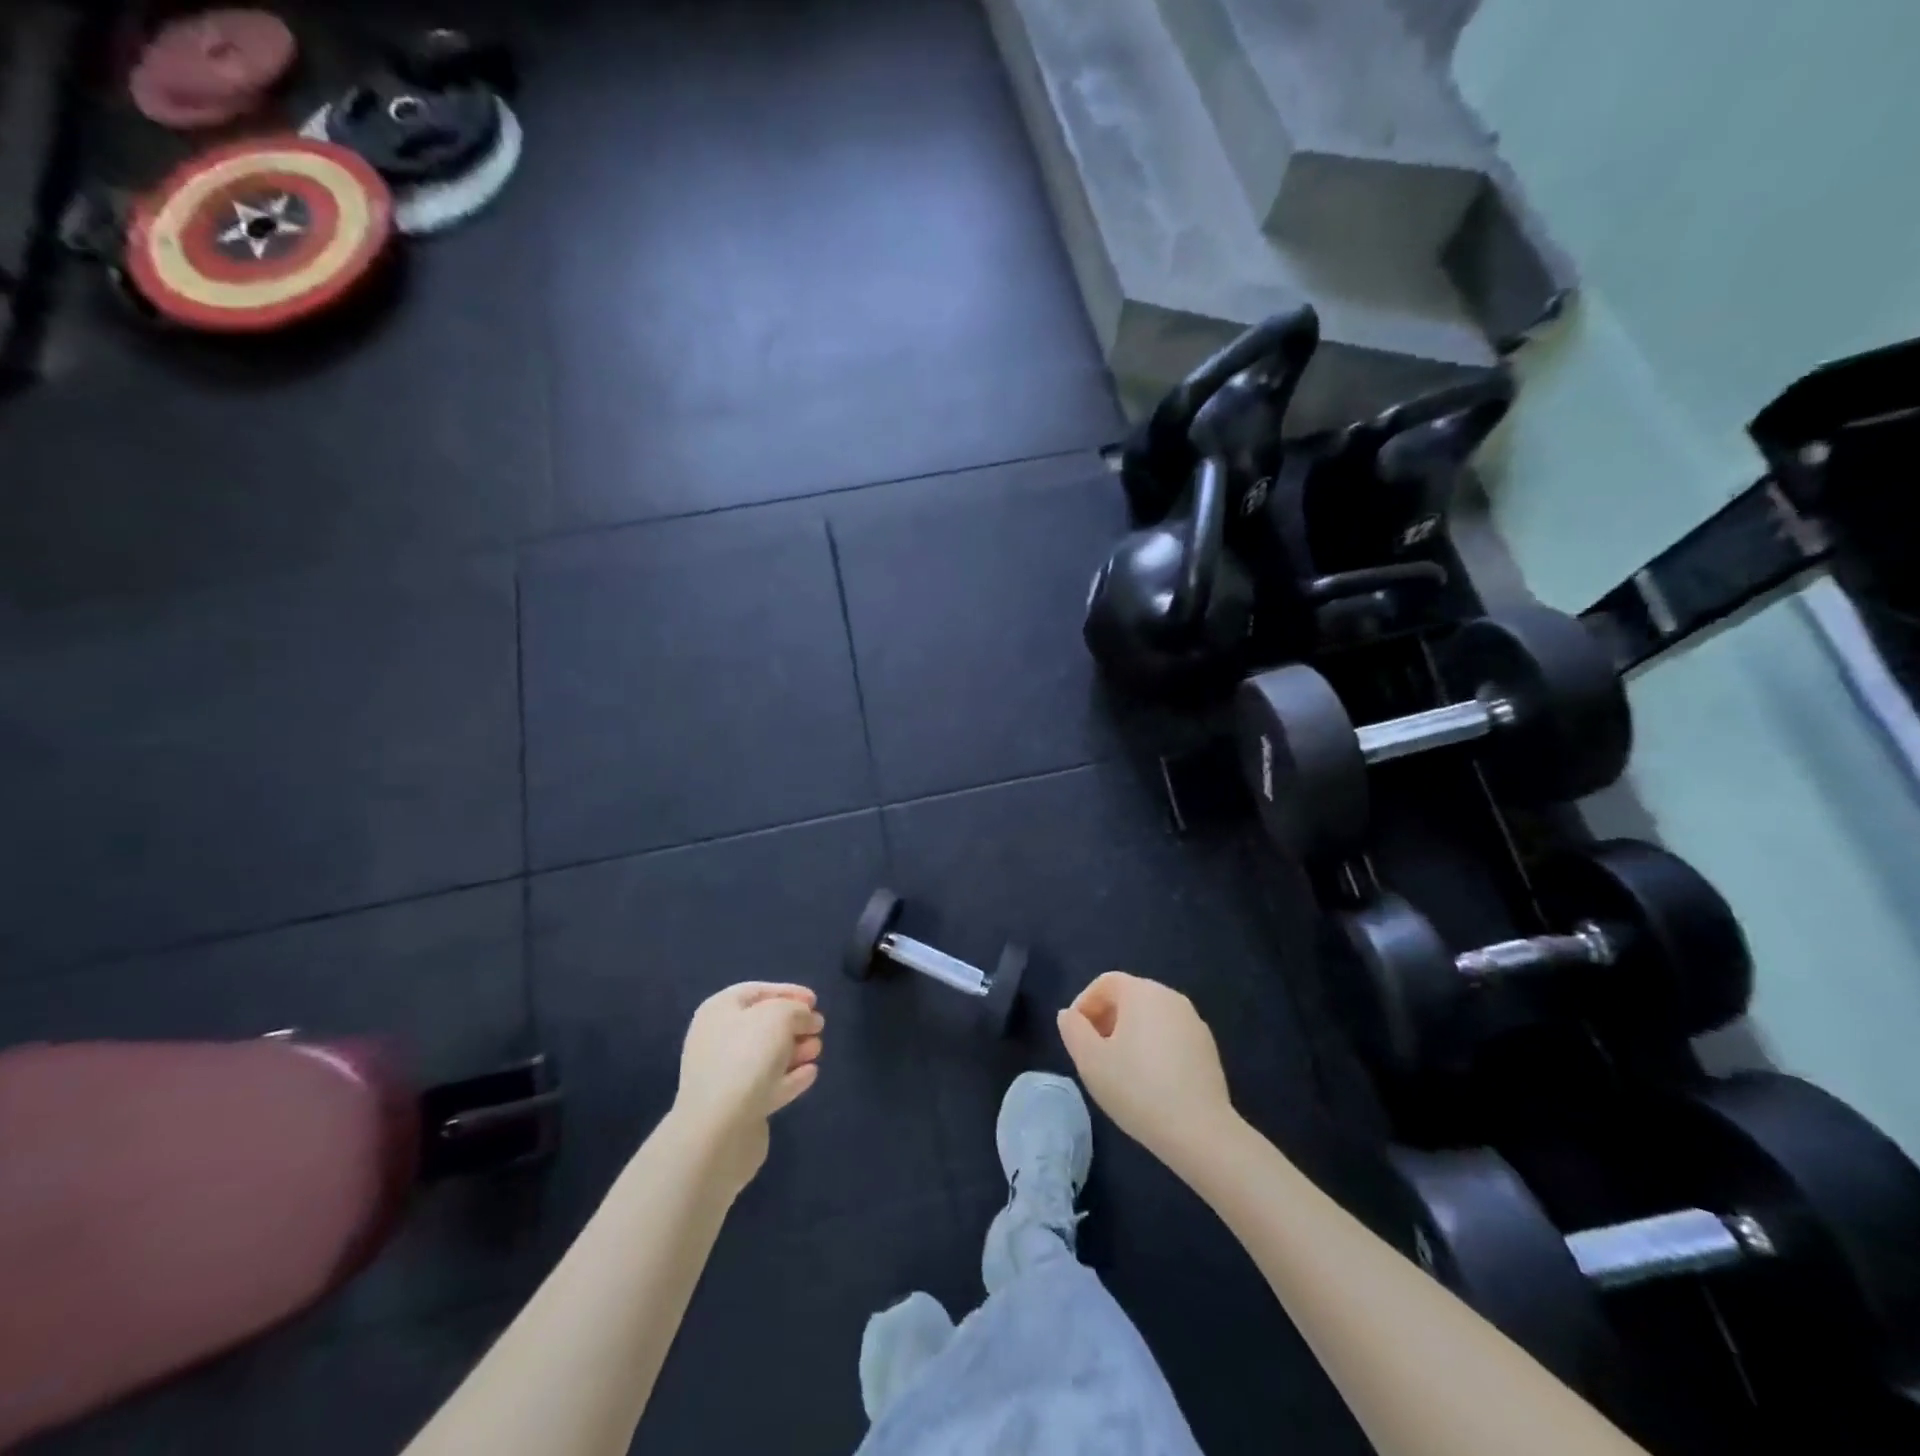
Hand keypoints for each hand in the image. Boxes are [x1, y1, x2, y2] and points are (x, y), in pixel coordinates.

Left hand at [673, 983, 824, 1196]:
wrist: (719, 1130)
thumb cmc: (746, 1057)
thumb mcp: (779, 1016)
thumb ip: (797, 1010)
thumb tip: (806, 1019)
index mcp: (718, 1011)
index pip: (756, 991)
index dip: (787, 991)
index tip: (815, 1001)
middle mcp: (717, 1040)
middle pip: (761, 1025)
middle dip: (794, 1024)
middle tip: (819, 1026)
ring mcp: (725, 1077)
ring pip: (766, 1056)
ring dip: (795, 1050)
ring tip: (818, 1049)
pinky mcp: (738, 1108)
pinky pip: (768, 1085)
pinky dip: (790, 1077)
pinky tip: (811, 1074)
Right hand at [1057, 972, 1238, 1175]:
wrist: (1199, 1130)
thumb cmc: (1137, 1088)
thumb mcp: (1090, 1060)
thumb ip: (1073, 1030)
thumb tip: (1069, 1015)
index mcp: (1142, 992)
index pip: (1105, 982)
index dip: (1084, 1003)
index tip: (1076, 1035)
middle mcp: (1170, 997)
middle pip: (1129, 996)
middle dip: (1106, 1018)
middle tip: (1094, 1052)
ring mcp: (1193, 1021)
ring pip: (1151, 1016)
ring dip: (1129, 1033)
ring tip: (1119, 1068)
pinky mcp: (1207, 1047)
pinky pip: (1170, 1035)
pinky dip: (1154, 1047)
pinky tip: (1149, 1080)